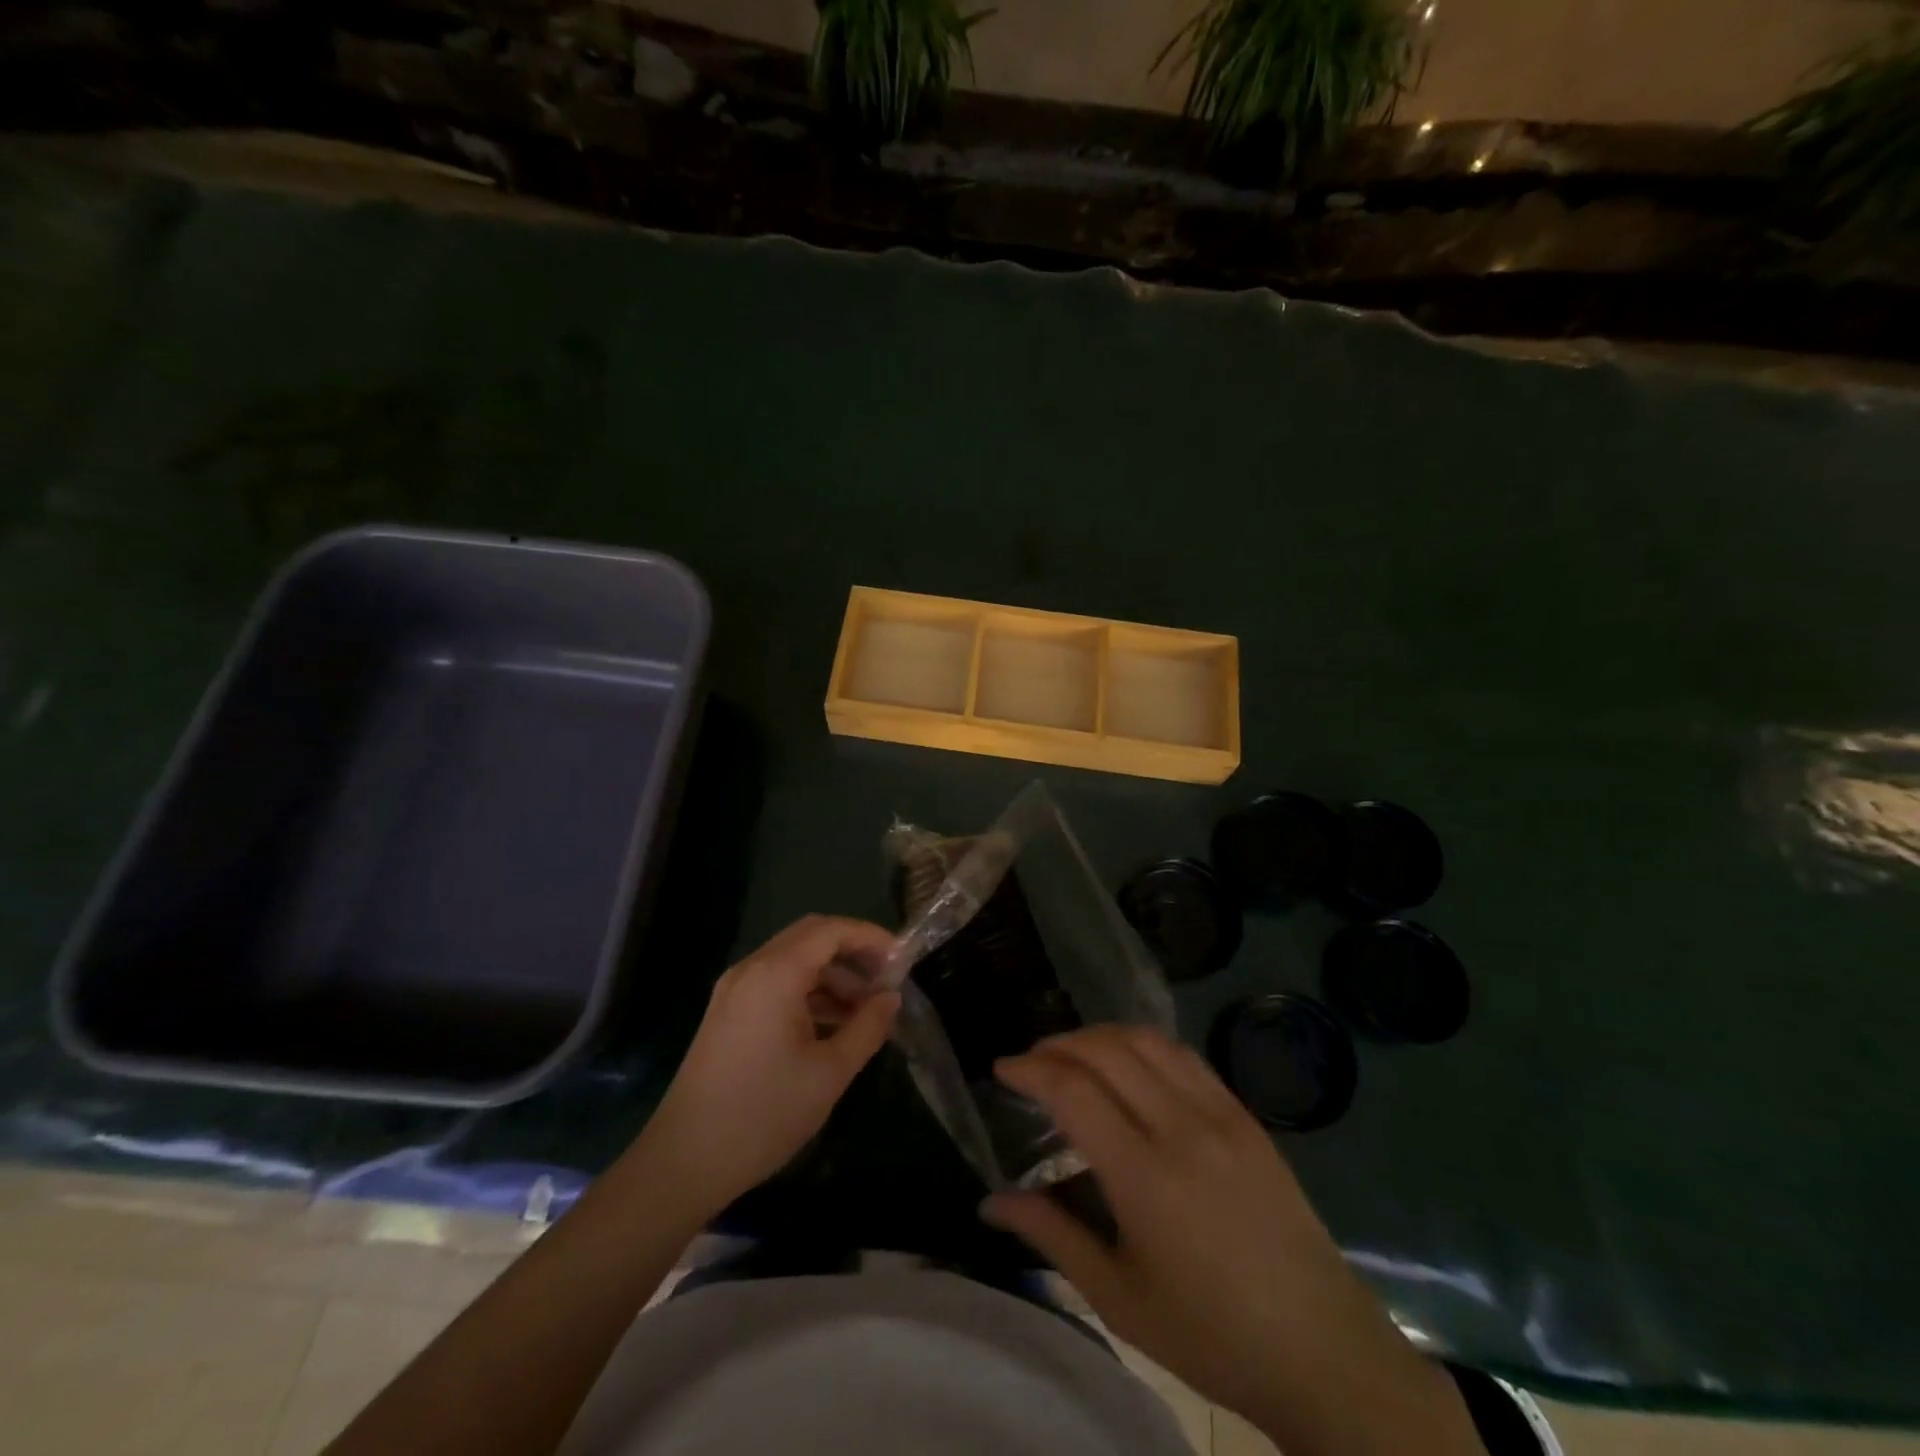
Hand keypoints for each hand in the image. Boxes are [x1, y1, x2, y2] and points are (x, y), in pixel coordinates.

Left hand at [635, 915, 899, 1218]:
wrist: (683, 1162)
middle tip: (886, 979)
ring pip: (793, 961)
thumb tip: (891, 998)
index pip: (831, 930)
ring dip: (832, 975)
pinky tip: (832, 1025)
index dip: (870, 937)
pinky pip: (776, 984)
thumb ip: (867, 1027)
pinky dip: (809, 992)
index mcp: (775, 974)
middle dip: (852, 952)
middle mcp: (751, 969)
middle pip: (811, 937)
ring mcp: (735, 990)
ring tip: (865, 1011)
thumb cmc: (763, 1114)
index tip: (902, 960)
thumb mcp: (829, 1072)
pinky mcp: (728, 1013)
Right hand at [983, 1027, 1482, 1455]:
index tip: (1002, 1068)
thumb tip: (991, 1203)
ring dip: (1100, 1035)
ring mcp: (1220, 1114)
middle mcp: (1181, 1128)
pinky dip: (1144, 1044)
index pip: (1073, 1091)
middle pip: (1106, 1051)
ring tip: (1072, 1053)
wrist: (1322, 1352)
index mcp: (1144, 1176)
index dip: (1030, 1069)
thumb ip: (1052, 1236)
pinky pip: (1184, 1056)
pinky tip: (1129, 1062)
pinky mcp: (1245, 1115)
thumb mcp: (1118, 1298)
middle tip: (1031, 1061)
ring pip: (1146, 1041)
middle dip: (1058, 1044)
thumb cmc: (1211, 1336)